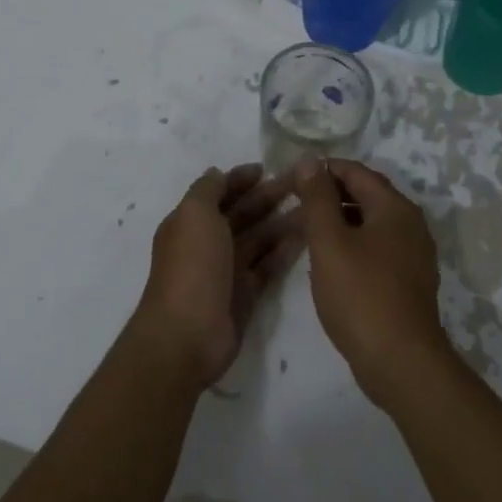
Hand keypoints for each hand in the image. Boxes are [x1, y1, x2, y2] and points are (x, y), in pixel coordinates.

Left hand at [132, 164, 305, 387]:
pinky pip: (268, 264)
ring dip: (282, 221)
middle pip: (242, 213)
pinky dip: (285, 250)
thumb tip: (219, 173)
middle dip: (268, 196)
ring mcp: (228, 269)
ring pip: (259, 238)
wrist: (188, 334)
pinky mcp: (246, 293)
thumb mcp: (194, 215)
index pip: (219, 192)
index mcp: (191, 221)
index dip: (240, 178)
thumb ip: (207, 190)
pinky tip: (307, 235)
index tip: (268, 168)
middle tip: (302, 183)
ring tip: (313, 207)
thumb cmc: (191, 266)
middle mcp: (208, 242)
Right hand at [297, 159, 453, 412]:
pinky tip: (330, 262)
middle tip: (294, 205)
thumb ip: (318, 199)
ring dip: (339, 220)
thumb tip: (310, 161)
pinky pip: (377, 248)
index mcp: (394, 207)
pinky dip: (352, 244)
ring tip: (306, 232)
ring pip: (371, 223)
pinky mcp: (409, 281)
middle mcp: (411, 224)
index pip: (355, 171)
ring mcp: (414, 254)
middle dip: (329, 195)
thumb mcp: (329, 241)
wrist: (401, 362)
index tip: (290, 179)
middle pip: (366, 195)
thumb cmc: (360, 295)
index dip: (321, 170)